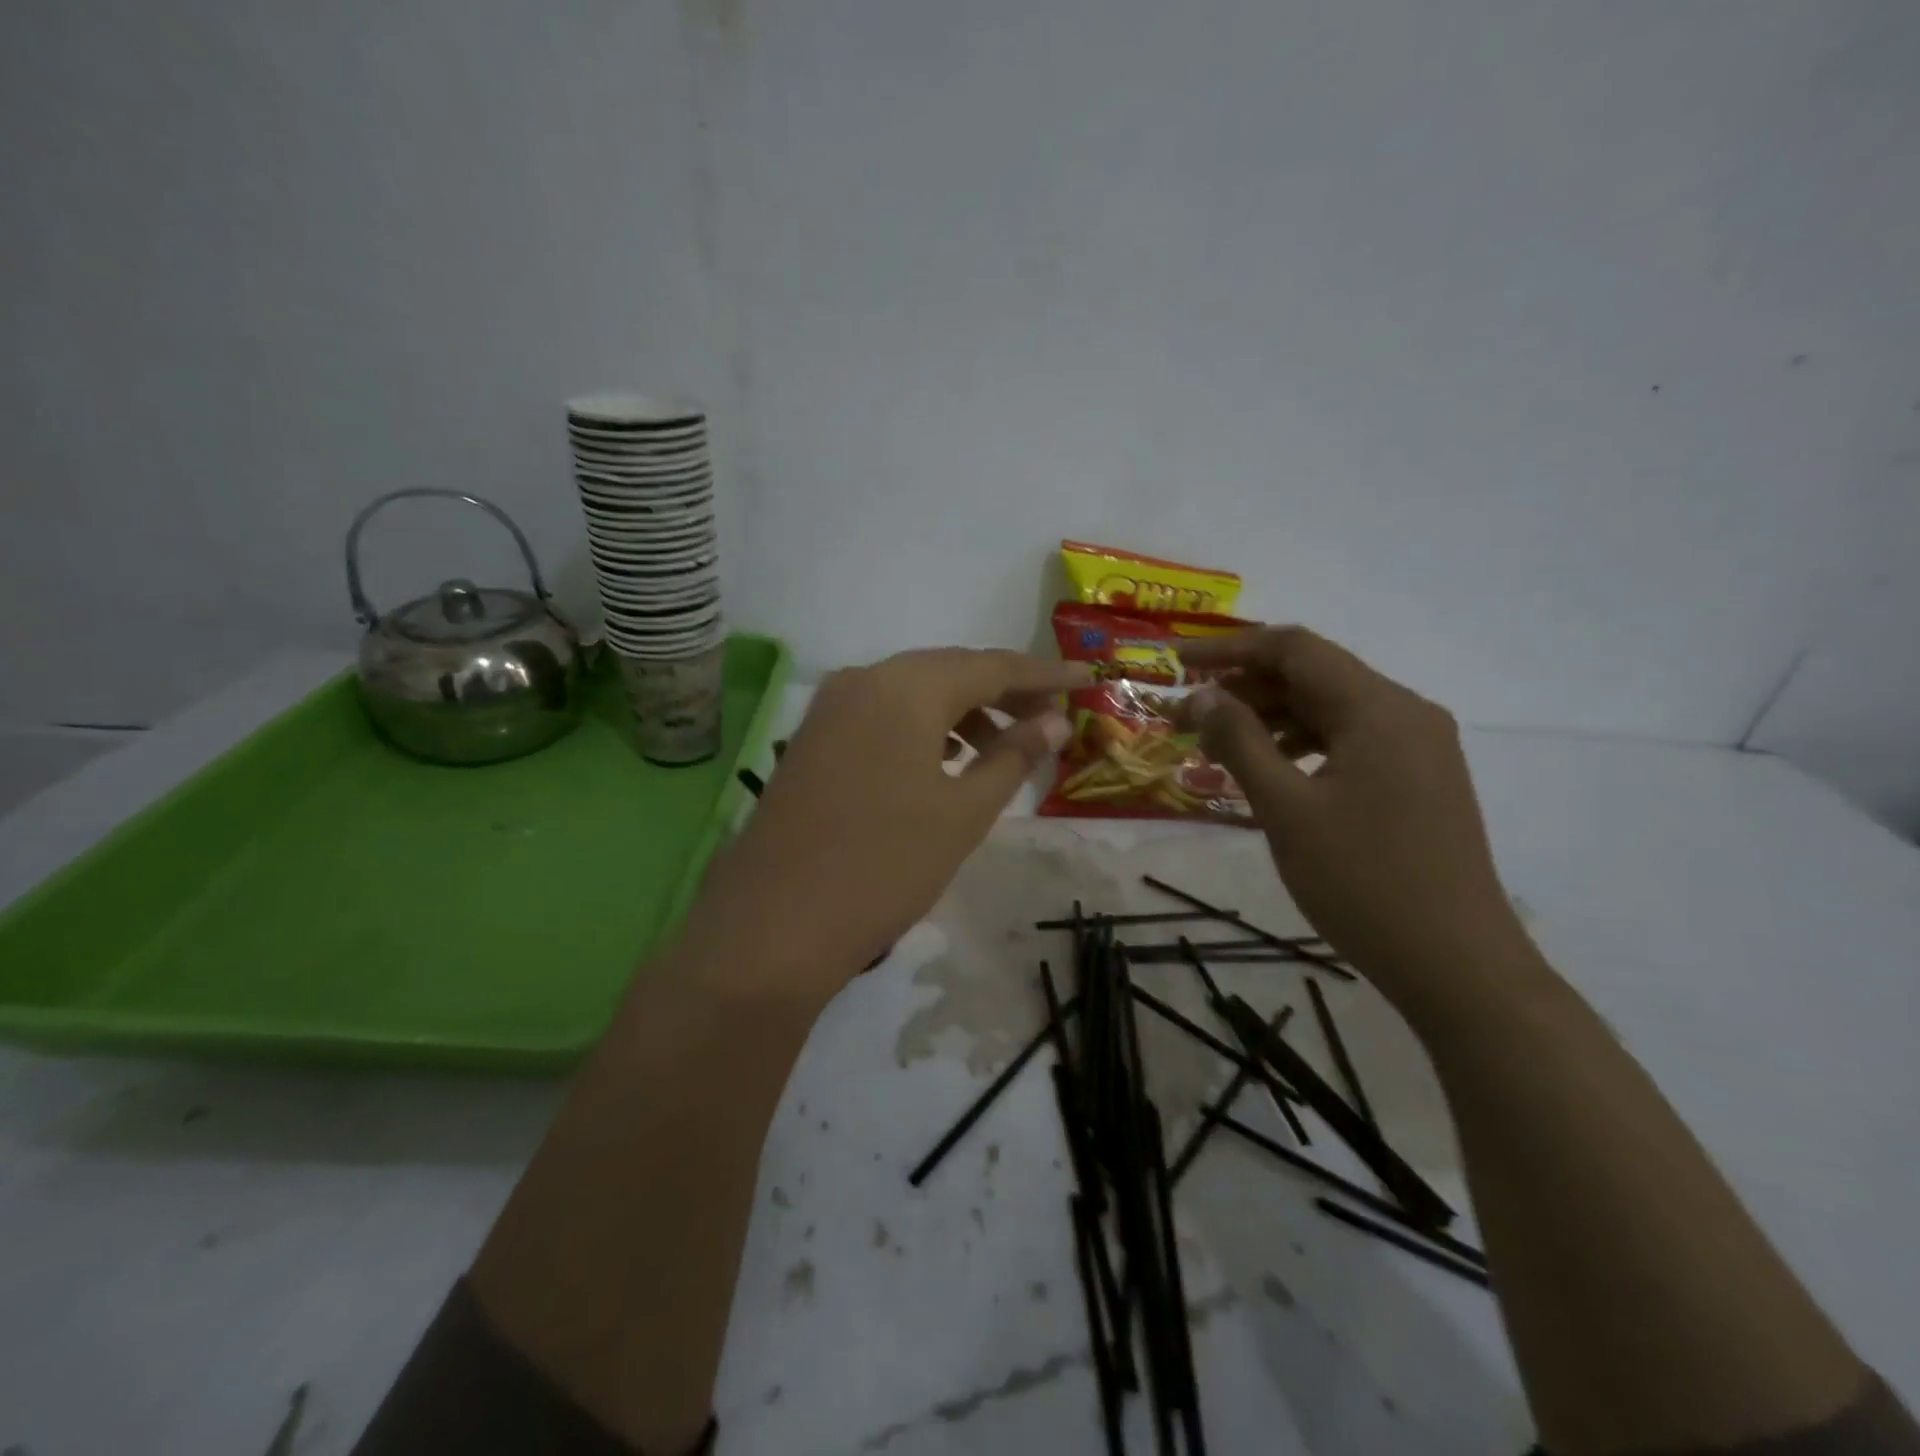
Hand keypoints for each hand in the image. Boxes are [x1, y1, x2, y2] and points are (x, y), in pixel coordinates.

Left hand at [686, 647, 1087, 1003]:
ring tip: (1001, 745)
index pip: (991, 666)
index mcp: (905, 687)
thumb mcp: (963, 813)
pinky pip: (881, 715)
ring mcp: (829, 708)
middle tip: (1048, 713)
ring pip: (912, 692)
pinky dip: (921, 727)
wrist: (774, 925)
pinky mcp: (812, 739)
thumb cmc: (884, 866)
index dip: (1043, 673)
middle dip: (1002, 689)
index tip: (1086, 678)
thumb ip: (1012, 756)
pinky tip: (943, 760)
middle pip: (948, 671)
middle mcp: (863, 680)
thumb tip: (1052, 720)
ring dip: (961, 710)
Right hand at [1180, 627, 1526, 998]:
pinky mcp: (1419, 780)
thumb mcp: (1286, 808)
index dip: (1229, 649)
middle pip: (1314, 675)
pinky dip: (1302, 744)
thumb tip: (1203, 695)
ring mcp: (1419, 748)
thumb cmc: (1362, 881)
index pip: (1294, 649)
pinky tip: (1269, 770)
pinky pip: (1350, 741)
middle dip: (1246, 687)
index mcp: (1379, 709)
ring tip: (1218, 744)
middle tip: (1189, 714)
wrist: (1455, 964)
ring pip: (1331, 710)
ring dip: (1271, 717)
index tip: (1177, 663)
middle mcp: (1406, 713)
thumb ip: (1240, 741)